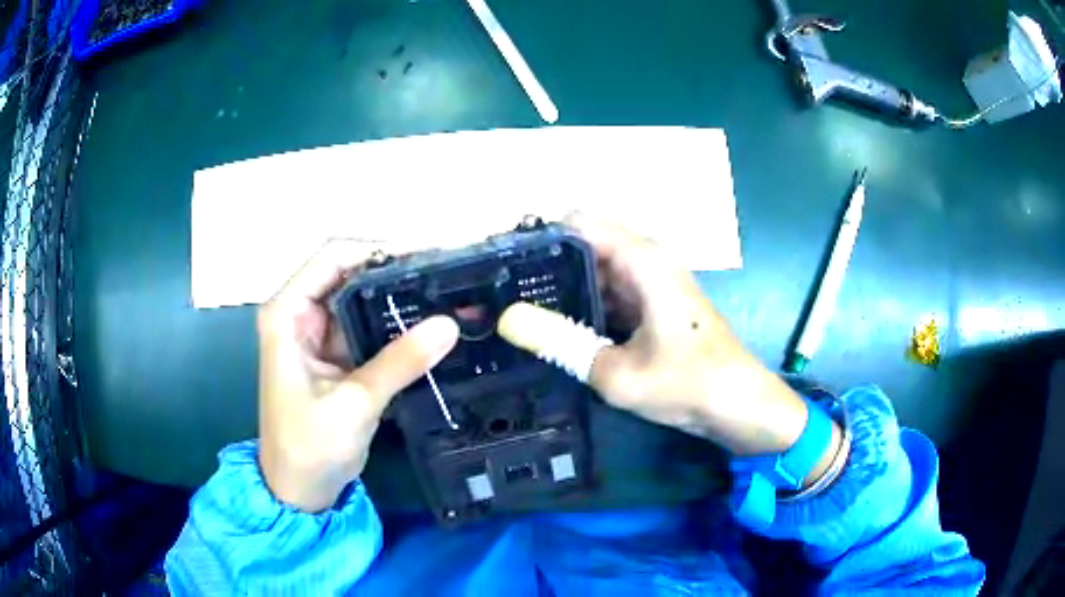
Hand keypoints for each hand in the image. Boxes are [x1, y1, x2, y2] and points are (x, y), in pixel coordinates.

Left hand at [257, 241, 458, 511]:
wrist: (299, 491)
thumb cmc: (308, 447)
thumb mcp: (354, 403)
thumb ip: (400, 362)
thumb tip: (449, 324)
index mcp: (287, 313)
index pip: (332, 257)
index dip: (377, 249)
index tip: (425, 254)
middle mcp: (300, 314)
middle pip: (350, 273)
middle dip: (395, 271)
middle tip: (445, 273)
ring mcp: (319, 335)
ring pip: (363, 300)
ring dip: (399, 299)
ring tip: (445, 293)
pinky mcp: (337, 356)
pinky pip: (369, 329)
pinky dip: (396, 326)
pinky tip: (429, 326)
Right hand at [500, 214, 838, 483]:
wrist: (737, 405)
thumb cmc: (687, 384)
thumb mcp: (616, 372)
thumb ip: (560, 341)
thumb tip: (505, 320)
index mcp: (642, 259)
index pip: (577, 223)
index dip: (538, 234)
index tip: (502, 261)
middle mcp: (646, 260)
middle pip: (583, 244)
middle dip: (543, 264)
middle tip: (499, 291)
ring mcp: (650, 282)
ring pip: (593, 271)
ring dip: (561, 287)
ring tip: (515, 307)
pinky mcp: (651, 304)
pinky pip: (607, 292)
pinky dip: (582, 305)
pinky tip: (553, 326)